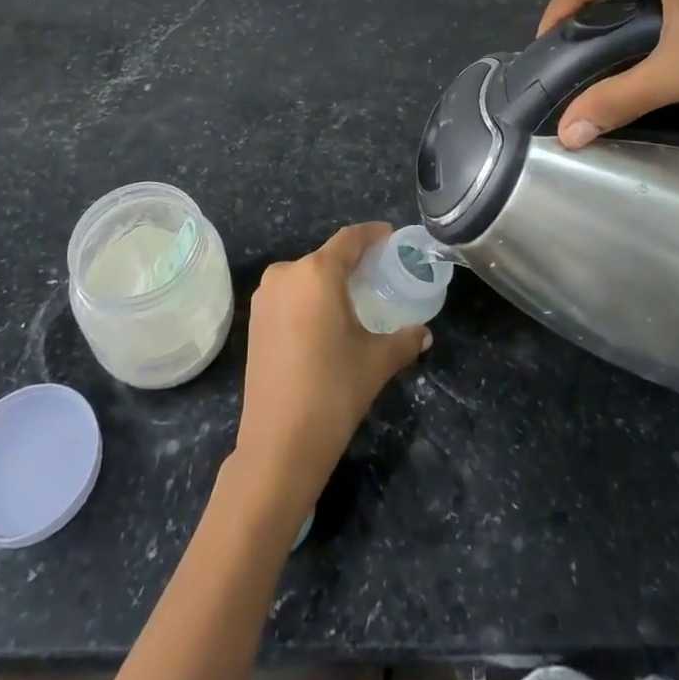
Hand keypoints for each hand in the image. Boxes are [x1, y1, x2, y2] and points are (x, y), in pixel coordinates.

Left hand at [231, 223, 429, 507]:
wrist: (278, 445)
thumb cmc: (332, 391)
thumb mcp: (376, 362)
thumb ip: (404, 340)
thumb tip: (424, 334)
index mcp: (316, 272)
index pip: (349, 239)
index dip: (372, 234)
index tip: (390, 235)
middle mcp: (286, 273)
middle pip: (326, 257)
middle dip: (352, 262)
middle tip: (378, 273)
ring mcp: (264, 297)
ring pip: (305, 276)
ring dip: (328, 282)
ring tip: (354, 298)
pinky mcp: (254, 321)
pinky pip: (289, 296)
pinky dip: (309, 299)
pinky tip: (325, 320)